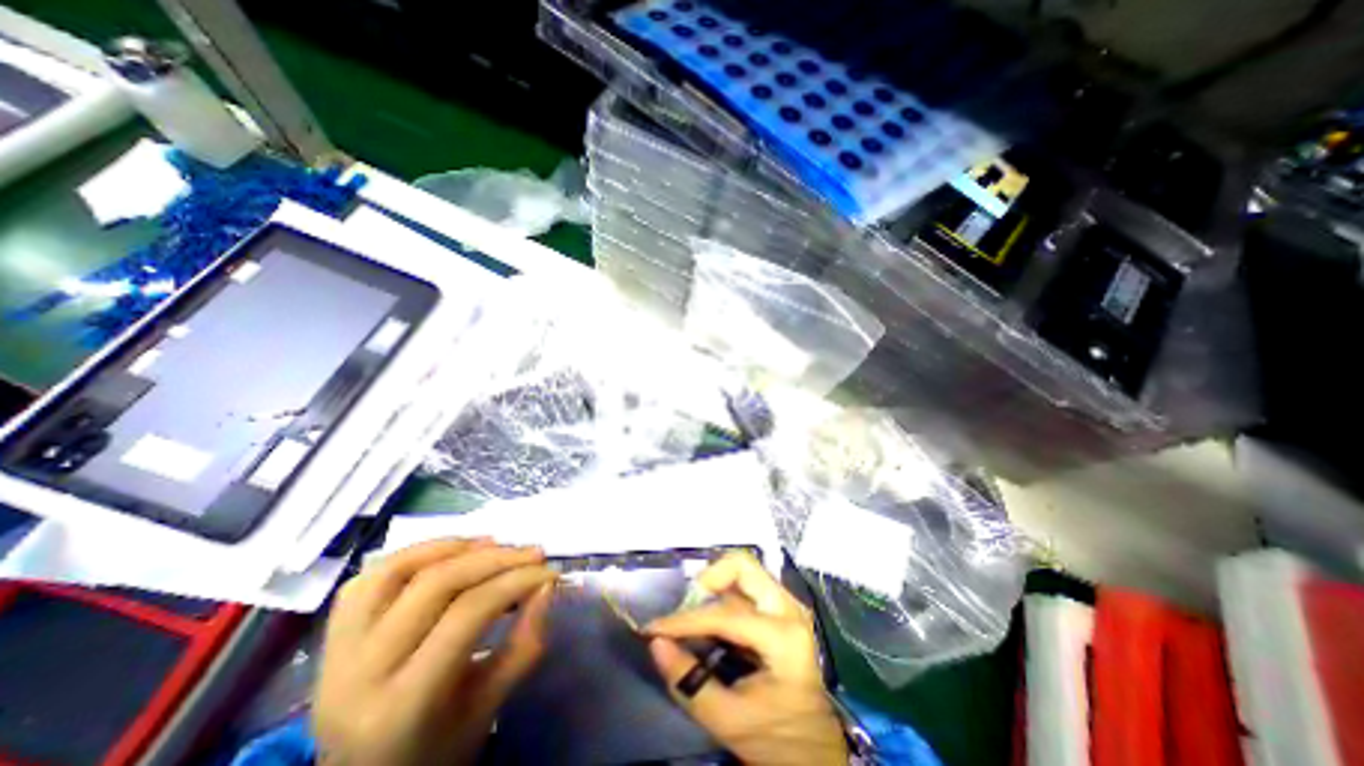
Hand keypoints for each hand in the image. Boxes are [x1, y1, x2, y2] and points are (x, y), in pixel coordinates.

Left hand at [315, 537, 552, 765]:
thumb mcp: (488, 708)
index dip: (516, 582)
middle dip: (495, 558)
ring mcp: (335, 652)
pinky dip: (415, 553)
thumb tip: (547, 584)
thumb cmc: (436, 750)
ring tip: (494, 544)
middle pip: (436, 584)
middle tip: (533, 553)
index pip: (468, 614)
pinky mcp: (329, 637)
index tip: (550, 572)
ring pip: (397, 570)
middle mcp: (357, 674)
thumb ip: (524, 644)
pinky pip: (371, 577)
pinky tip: (450, 552)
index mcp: (400, 706)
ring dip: (454, 547)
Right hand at [647, 553, 849, 765]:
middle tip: (685, 608)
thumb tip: (657, 644)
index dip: (684, 620)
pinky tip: (711, 620)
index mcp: (783, 637)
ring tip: (694, 615)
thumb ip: (690, 683)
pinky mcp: (782, 608)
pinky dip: (723, 594)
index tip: (654, 629)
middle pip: (742, 566)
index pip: (725, 614)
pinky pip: (747, 585)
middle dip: (708, 580)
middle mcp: (789, 609)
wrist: (816, 751)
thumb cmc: (777, 738)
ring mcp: (787, 605)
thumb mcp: (729, 721)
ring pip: (744, 571)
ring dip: (714, 586)